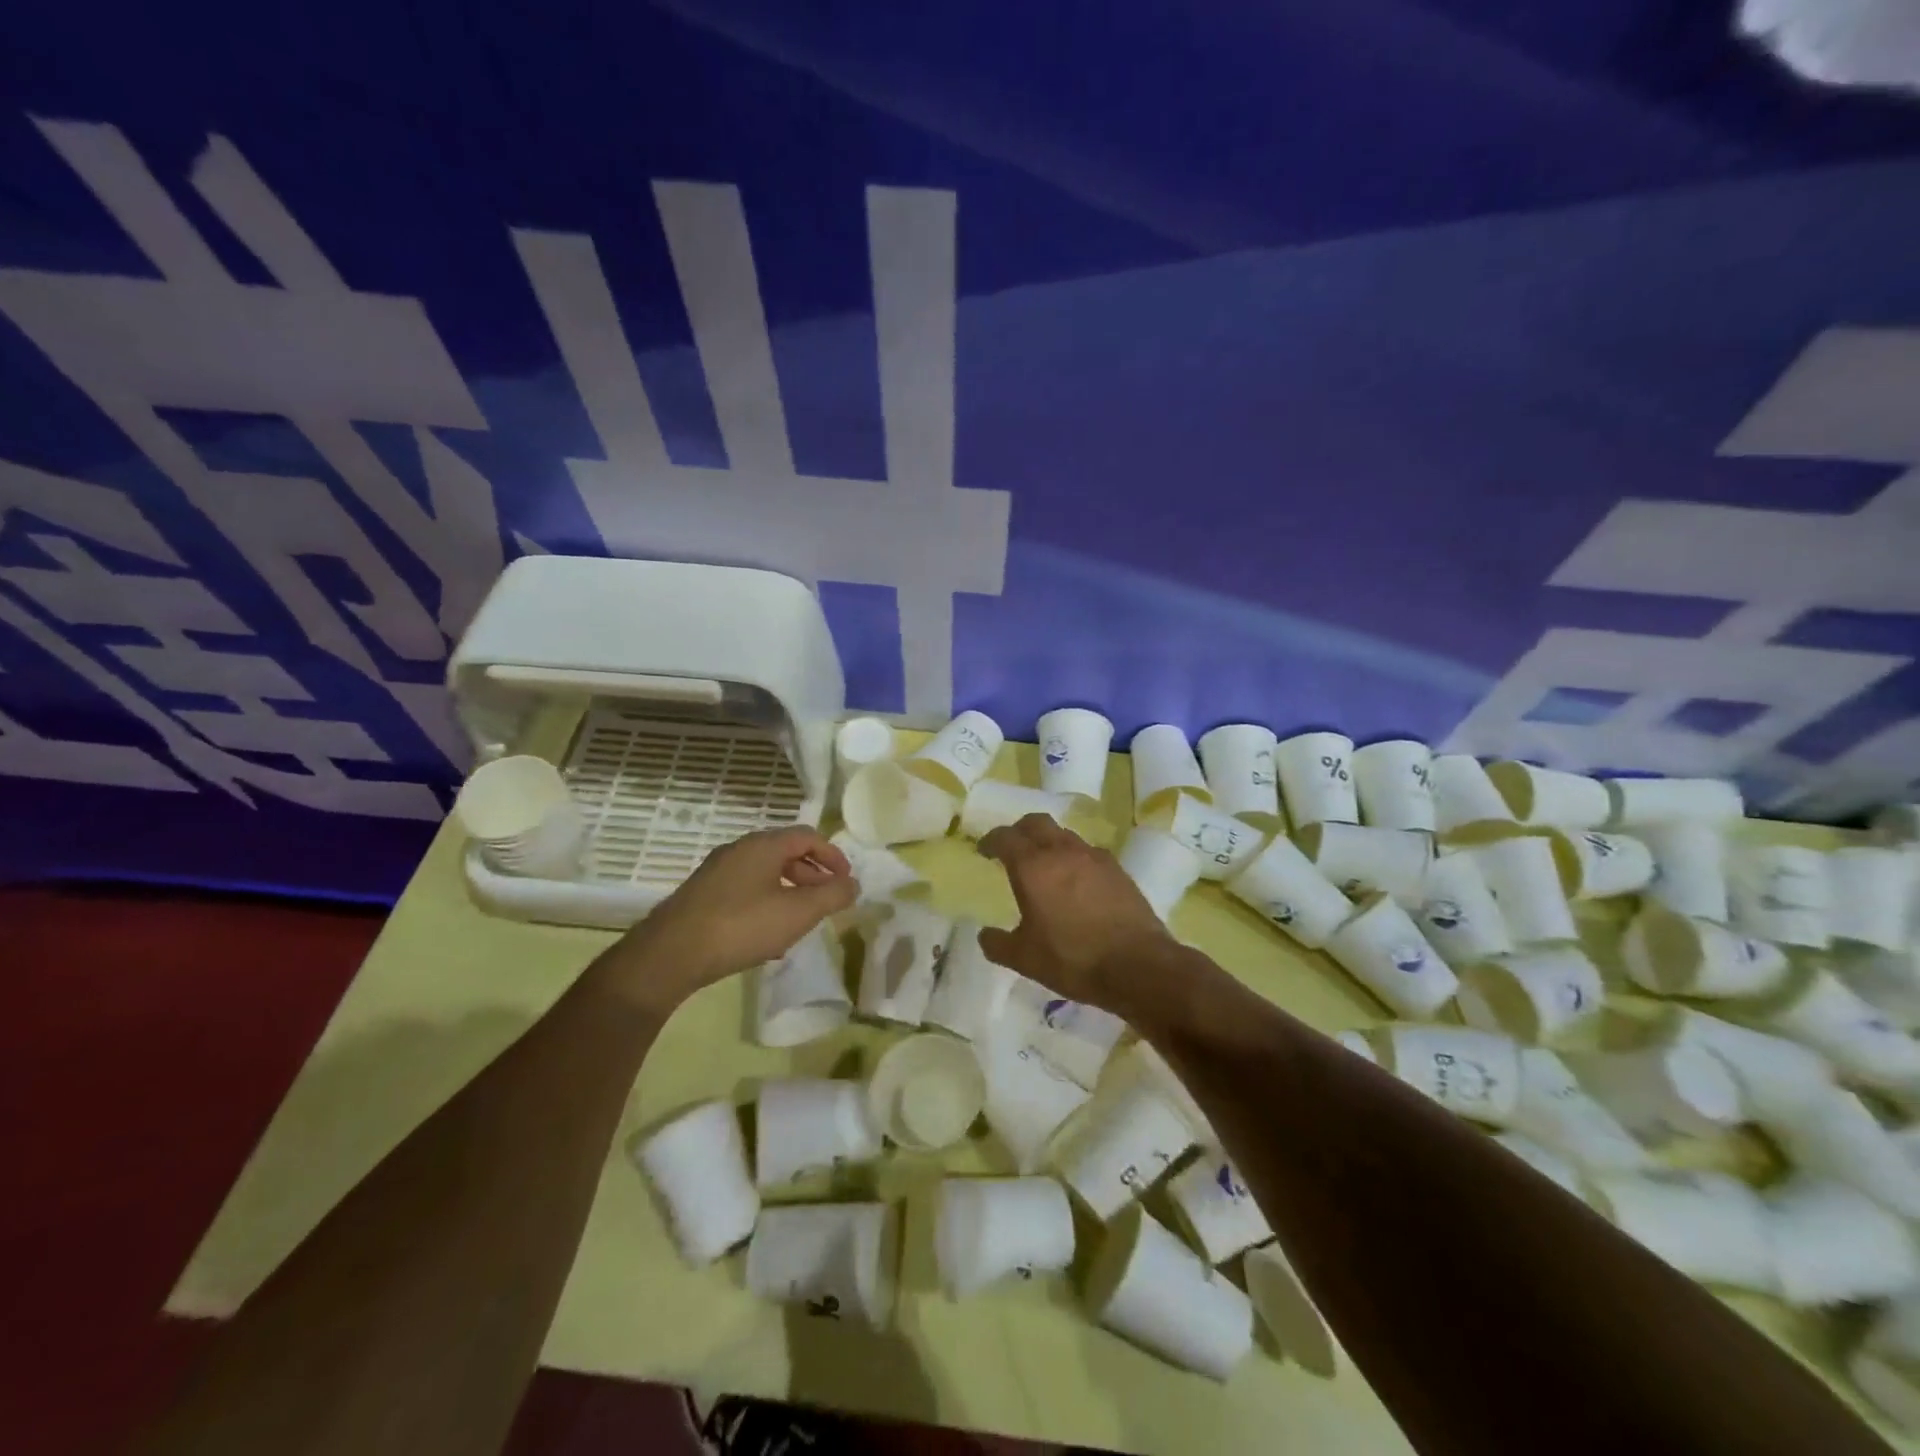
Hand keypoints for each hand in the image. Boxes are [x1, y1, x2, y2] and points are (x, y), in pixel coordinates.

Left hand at [610, 826, 855, 1004]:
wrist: (671, 954)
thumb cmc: (742, 926)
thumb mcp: (798, 913)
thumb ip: (832, 896)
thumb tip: (853, 884)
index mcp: (764, 845)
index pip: (808, 835)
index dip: (833, 856)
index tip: (846, 881)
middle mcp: (739, 849)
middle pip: (786, 852)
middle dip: (812, 874)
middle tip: (827, 899)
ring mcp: (717, 872)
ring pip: (765, 873)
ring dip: (790, 890)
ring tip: (801, 921)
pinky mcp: (703, 895)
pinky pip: (746, 889)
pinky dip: (767, 902)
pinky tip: (768, 936)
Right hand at [976, 813, 1175, 1010]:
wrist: (1137, 965)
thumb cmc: (1072, 959)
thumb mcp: (1024, 959)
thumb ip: (998, 944)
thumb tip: (985, 935)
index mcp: (1033, 866)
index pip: (1006, 837)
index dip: (991, 840)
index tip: (984, 850)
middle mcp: (1062, 851)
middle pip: (1036, 823)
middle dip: (1020, 831)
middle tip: (1012, 848)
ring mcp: (1094, 857)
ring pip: (1064, 835)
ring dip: (1049, 842)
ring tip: (1045, 865)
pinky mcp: (1118, 869)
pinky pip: (1088, 852)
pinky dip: (1075, 858)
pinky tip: (1077, 881)